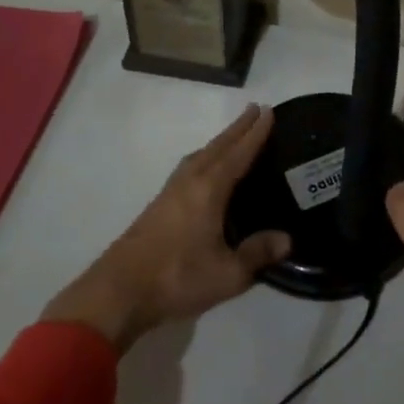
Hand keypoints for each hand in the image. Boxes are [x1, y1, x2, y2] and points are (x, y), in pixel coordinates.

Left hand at [42, 103, 289, 351]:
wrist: (116, 294)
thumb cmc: (176, 278)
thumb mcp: (227, 274)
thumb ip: (257, 254)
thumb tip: (287, 239)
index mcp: (209, 190)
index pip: (238, 154)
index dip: (255, 134)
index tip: (268, 111)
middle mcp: (189, 182)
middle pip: (217, 147)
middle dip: (237, 129)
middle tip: (255, 110)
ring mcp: (170, 193)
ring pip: (199, 156)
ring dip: (219, 142)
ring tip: (232, 137)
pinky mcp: (157, 207)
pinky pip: (188, 168)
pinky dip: (203, 158)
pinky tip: (203, 170)